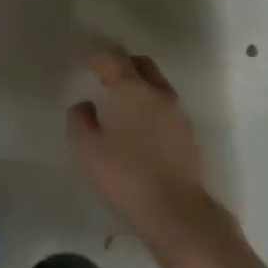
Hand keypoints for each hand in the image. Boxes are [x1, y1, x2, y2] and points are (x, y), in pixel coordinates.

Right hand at [68, 47, 217, 248]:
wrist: (177, 213)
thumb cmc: (126, 176)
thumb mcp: (86, 149)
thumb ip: (79, 119)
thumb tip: (86, 105)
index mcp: (133, 90)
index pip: (115, 57)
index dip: (98, 54)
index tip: (86, 59)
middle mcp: (159, 94)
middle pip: (141, 65)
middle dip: (122, 64)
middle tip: (104, 75)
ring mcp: (178, 114)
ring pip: (157, 85)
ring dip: (139, 85)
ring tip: (120, 103)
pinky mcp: (188, 135)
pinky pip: (166, 107)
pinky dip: (150, 106)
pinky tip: (138, 127)